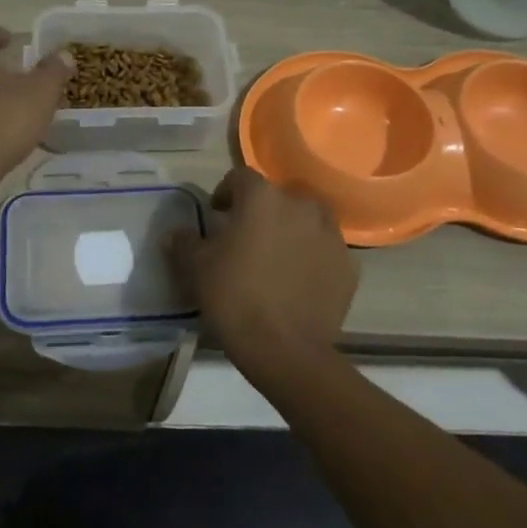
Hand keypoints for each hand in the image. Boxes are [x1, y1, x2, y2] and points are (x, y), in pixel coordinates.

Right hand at [169, 166, 357, 388]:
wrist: (285, 349)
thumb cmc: (234, 297)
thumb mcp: (196, 268)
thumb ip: (185, 242)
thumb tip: (178, 233)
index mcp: (262, 198)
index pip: (241, 177)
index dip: (226, 192)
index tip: (217, 214)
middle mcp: (301, 206)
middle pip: (277, 197)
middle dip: (261, 212)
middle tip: (246, 239)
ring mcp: (331, 235)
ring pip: (307, 220)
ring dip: (291, 230)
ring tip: (277, 257)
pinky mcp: (349, 265)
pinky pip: (326, 250)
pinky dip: (312, 257)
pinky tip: (299, 281)